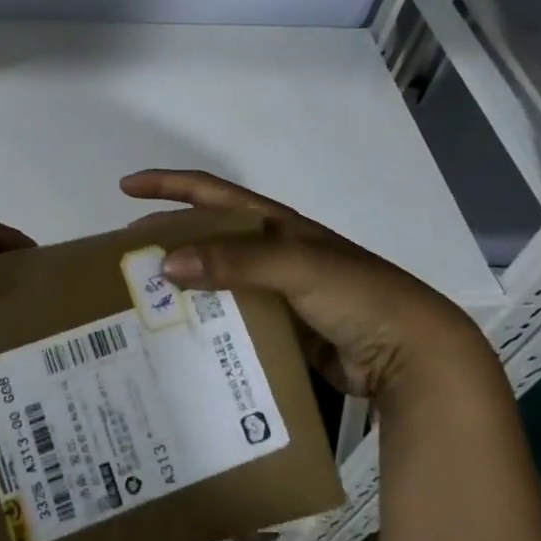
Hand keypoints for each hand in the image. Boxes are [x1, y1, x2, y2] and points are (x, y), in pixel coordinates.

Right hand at [121, 169, 481, 400]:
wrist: (414, 355)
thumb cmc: (357, 294)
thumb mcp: (296, 266)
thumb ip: (234, 261)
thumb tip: (167, 264)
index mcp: (272, 224)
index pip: (209, 192)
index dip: (167, 185)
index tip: (125, 188)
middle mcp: (269, 251)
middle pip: (205, 236)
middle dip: (166, 239)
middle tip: (126, 256)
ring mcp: (275, 291)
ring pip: (214, 281)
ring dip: (182, 286)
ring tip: (143, 301)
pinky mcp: (281, 328)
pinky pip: (230, 318)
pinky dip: (205, 323)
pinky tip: (182, 338)